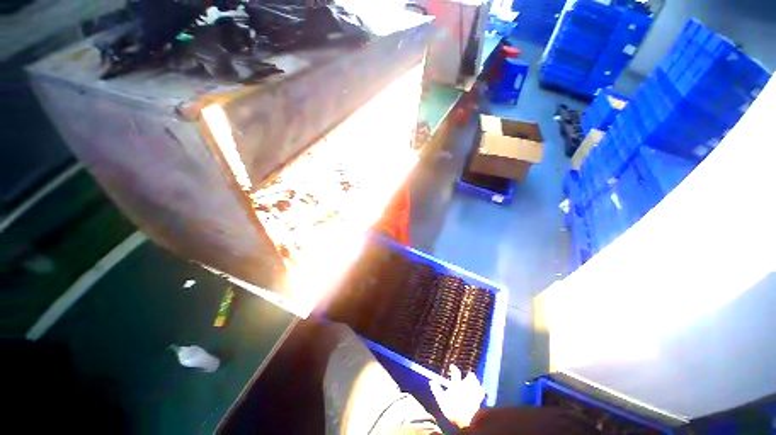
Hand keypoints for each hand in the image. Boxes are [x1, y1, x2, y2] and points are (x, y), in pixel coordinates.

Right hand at [429, 365, 484, 427]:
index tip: (452, 366)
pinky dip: (481, 390)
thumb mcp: (441, 400)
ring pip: (477, 383)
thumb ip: (436, 390)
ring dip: (475, 382)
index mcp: (457, 385)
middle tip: (468, 375)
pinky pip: (482, 392)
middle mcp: (466, 386)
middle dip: (469, 376)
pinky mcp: (479, 400)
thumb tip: (431, 382)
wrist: (466, 421)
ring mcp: (474, 392)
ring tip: (474, 382)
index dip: (454, 368)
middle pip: (470, 377)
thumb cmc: (452, 410)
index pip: (455, 373)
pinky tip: (480, 391)